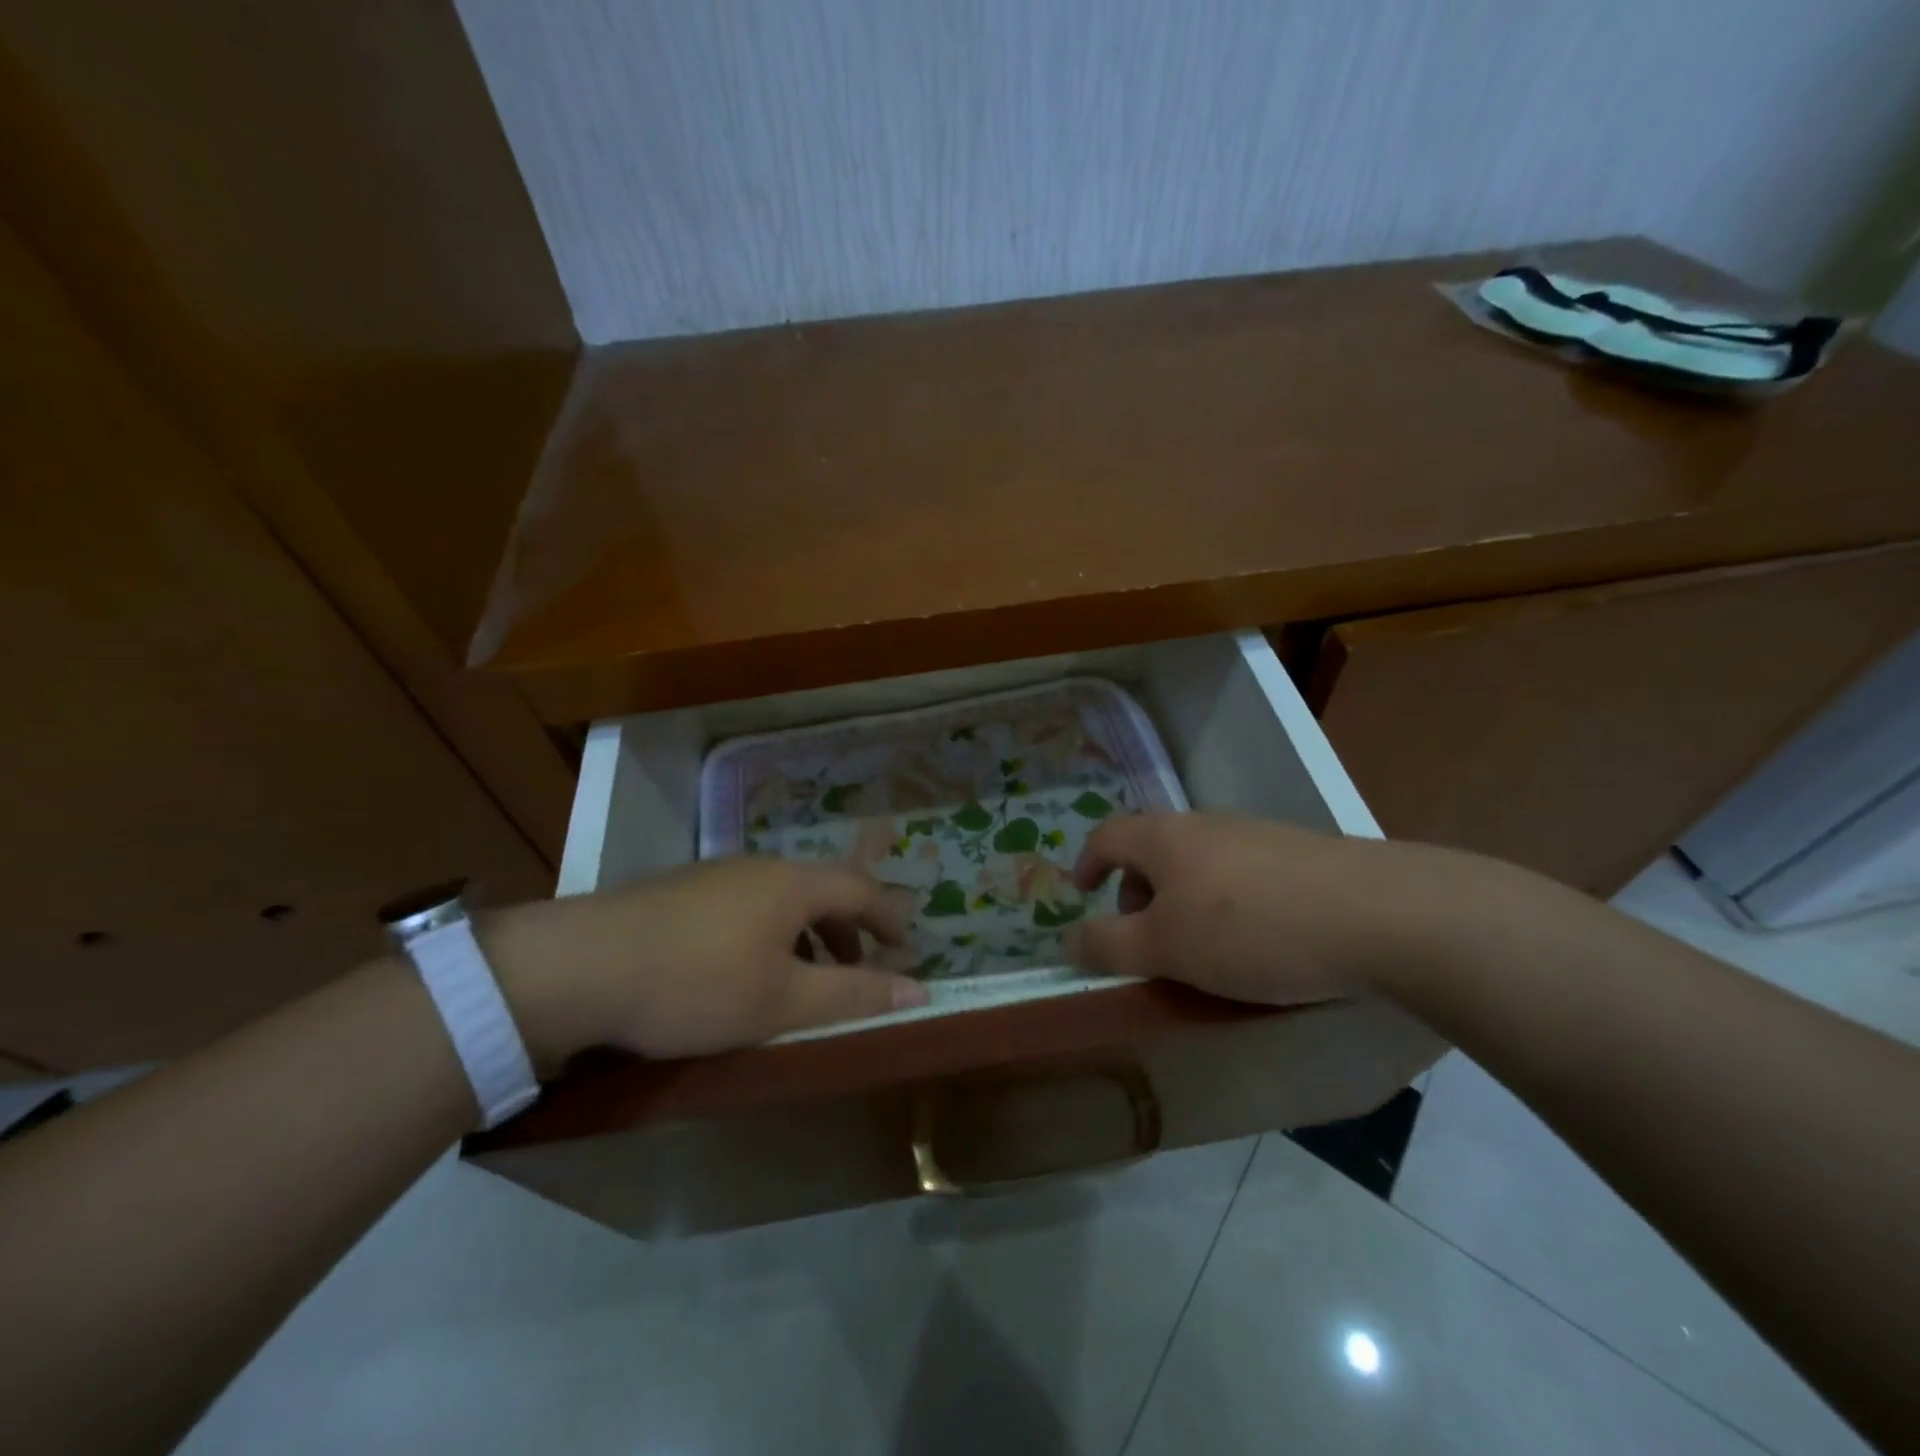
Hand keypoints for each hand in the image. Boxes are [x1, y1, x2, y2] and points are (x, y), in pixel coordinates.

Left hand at [479, 858, 927, 1073]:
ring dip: (807, 934)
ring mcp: (716, 875)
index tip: (906, 947)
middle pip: (821, 889)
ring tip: (804, 977)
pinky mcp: (682, 892)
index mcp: (793, 884)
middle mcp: (759, 867)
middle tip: (859, 969)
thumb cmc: (696, 984)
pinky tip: (745, 969)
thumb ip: (853, 995)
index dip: (889, 918)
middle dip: (848, 929)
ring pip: (781, 898)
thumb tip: (919, 991)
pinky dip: (770, 933)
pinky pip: (747, 905)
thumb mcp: (783, 1001)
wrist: (579, 967)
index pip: (861, 889)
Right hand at [1065, 812, 1499, 1005]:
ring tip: (1201, 946)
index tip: (1081, 894)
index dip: (1086, 863)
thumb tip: (1067, 940)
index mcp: (1166, 837)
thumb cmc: (1251, 930)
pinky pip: (1242, 874)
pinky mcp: (1301, 855)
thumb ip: (1108, 944)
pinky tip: (1257, 941)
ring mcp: (1258, 835)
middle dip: (1136, 890)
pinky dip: (1227, 902)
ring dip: (1183, 898)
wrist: (1380, 915)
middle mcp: (1207, 824)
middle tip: (1144, 936)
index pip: (1107, 836)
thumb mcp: (1165, 947)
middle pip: (1153, 847)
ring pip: (1200, 861)